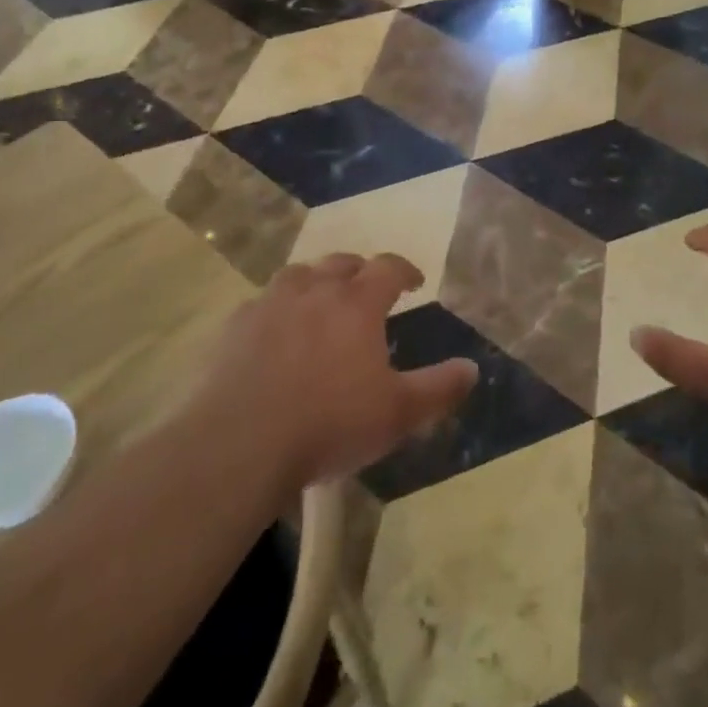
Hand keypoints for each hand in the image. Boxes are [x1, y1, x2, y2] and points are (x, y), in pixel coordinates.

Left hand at [209, 253, 477, 489]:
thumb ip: (439, 389)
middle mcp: (315, 291)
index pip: (387, 267)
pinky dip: (275, 309)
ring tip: (320, 299)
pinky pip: (260, 304)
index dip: (404, 270)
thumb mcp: (398, 413)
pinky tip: (274, 331)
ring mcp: (270, 305)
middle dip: (359, 270)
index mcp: (357, 304)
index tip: (414, 282)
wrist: (240, 443)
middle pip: (341, 263)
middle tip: (367, 288)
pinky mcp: (235, 327)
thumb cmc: (329, 423)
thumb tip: (473, 368)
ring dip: (315, 280)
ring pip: (298, 275)